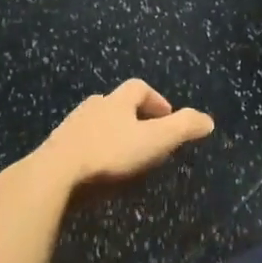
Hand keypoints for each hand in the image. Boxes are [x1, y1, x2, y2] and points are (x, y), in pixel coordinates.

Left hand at [24, 79, 214, 190]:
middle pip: (113, 102)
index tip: (166, 116)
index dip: (155, 99)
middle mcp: (92, 107)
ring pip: (92, 122)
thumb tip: (209, 120)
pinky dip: (87, 151)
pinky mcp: (52, 151)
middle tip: (142, 134)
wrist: (53, 175)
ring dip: (107, 132)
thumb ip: (183, 128)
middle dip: (129, 115)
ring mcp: (69, 128)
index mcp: (117, 101)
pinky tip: (92, 171)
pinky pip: (75, 145)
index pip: (139, 87)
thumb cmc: (110, 153)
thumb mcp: (155, 140)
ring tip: (118, 154)